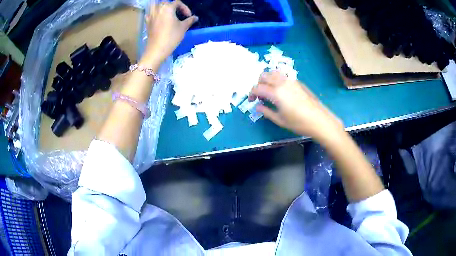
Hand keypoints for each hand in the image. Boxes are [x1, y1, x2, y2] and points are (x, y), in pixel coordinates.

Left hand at [142, 1, 197, 63]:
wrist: (157, 49)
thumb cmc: (171, 37)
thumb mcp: (183, 28)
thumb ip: (190, 20)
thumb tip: (195, 17)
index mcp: (168, 8)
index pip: (177, 3)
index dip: (185, 8)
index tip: (188, 16)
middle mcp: (158, 9)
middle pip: (166, 2)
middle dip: (173, 6)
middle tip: (178, 13)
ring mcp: (151, 16)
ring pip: (155, 6)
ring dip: (161, 7)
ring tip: (167, 13)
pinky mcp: (147, 23)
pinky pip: (149, 14)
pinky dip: (153, 14)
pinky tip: (157, 18)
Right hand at [249, 71, 343, 140]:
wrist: (319, 120)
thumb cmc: (299, 122)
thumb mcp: (280, 120)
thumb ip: (266, 112)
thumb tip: (257, 106)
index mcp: (275, 92)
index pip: (257, 88)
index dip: (251, 93)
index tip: (251, 101)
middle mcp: (282, 82)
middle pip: (264, 76)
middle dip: (258, 84)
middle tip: (259, 95)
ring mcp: (291, 80)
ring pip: (274, 72)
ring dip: (267, 79)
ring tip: (268, 90)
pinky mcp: (298, 82)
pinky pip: (283, 75)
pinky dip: (276, 79)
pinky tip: (280, 90)